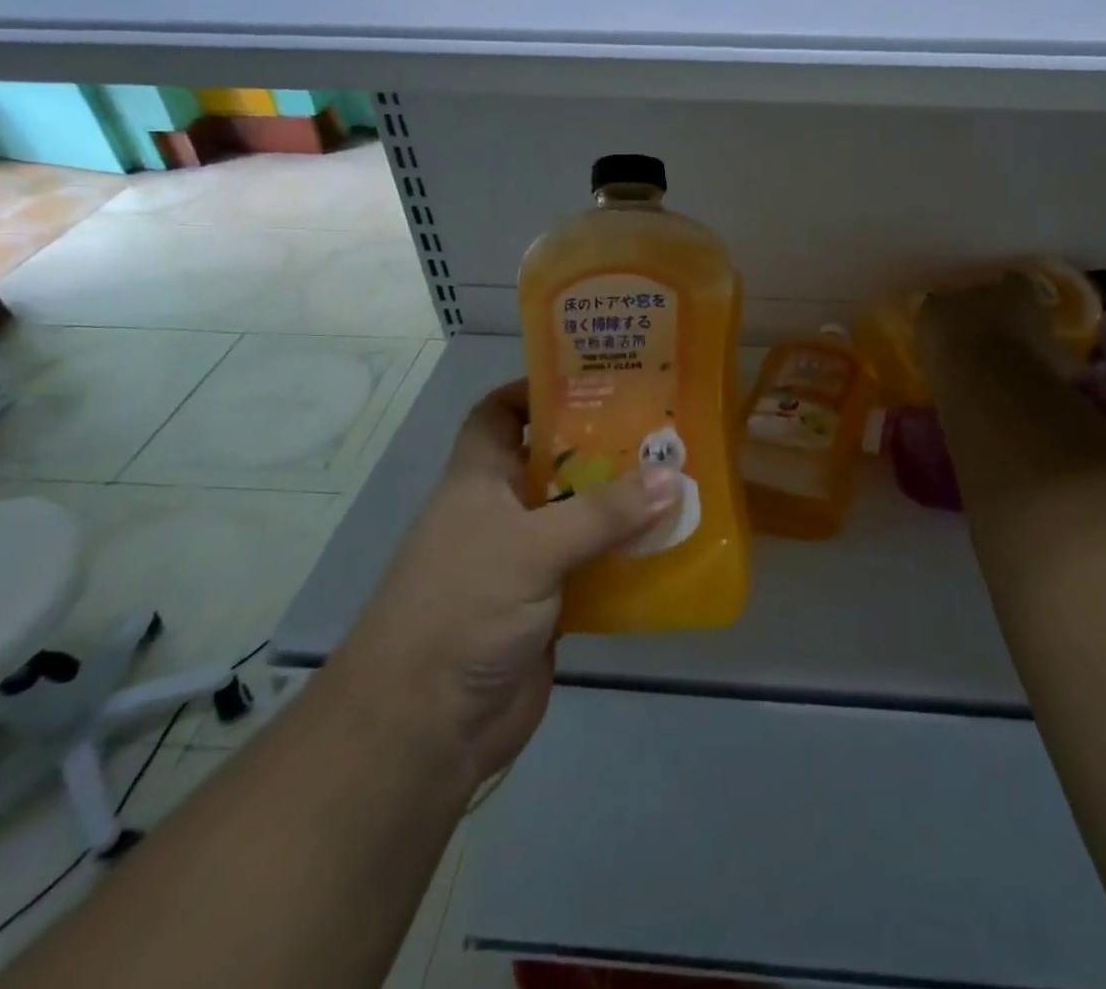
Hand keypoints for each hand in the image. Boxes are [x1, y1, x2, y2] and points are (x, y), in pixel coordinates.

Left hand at [332, 381, 678, 784]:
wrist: (425, 728)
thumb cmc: (462, 608)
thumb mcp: (531, 547)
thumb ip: (602, 512)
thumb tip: (671, 476)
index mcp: (478, 479)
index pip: (498, 412)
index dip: (535, 389)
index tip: (595, 377)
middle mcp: (501, 511)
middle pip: (554, 461)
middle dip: (603, 444)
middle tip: (662, 424)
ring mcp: (525, 560)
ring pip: (581, 515)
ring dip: (623, 503)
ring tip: (680, 476)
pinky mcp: (549, 605)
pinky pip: (595, 566)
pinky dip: (627, 556)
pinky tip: (671, 543)